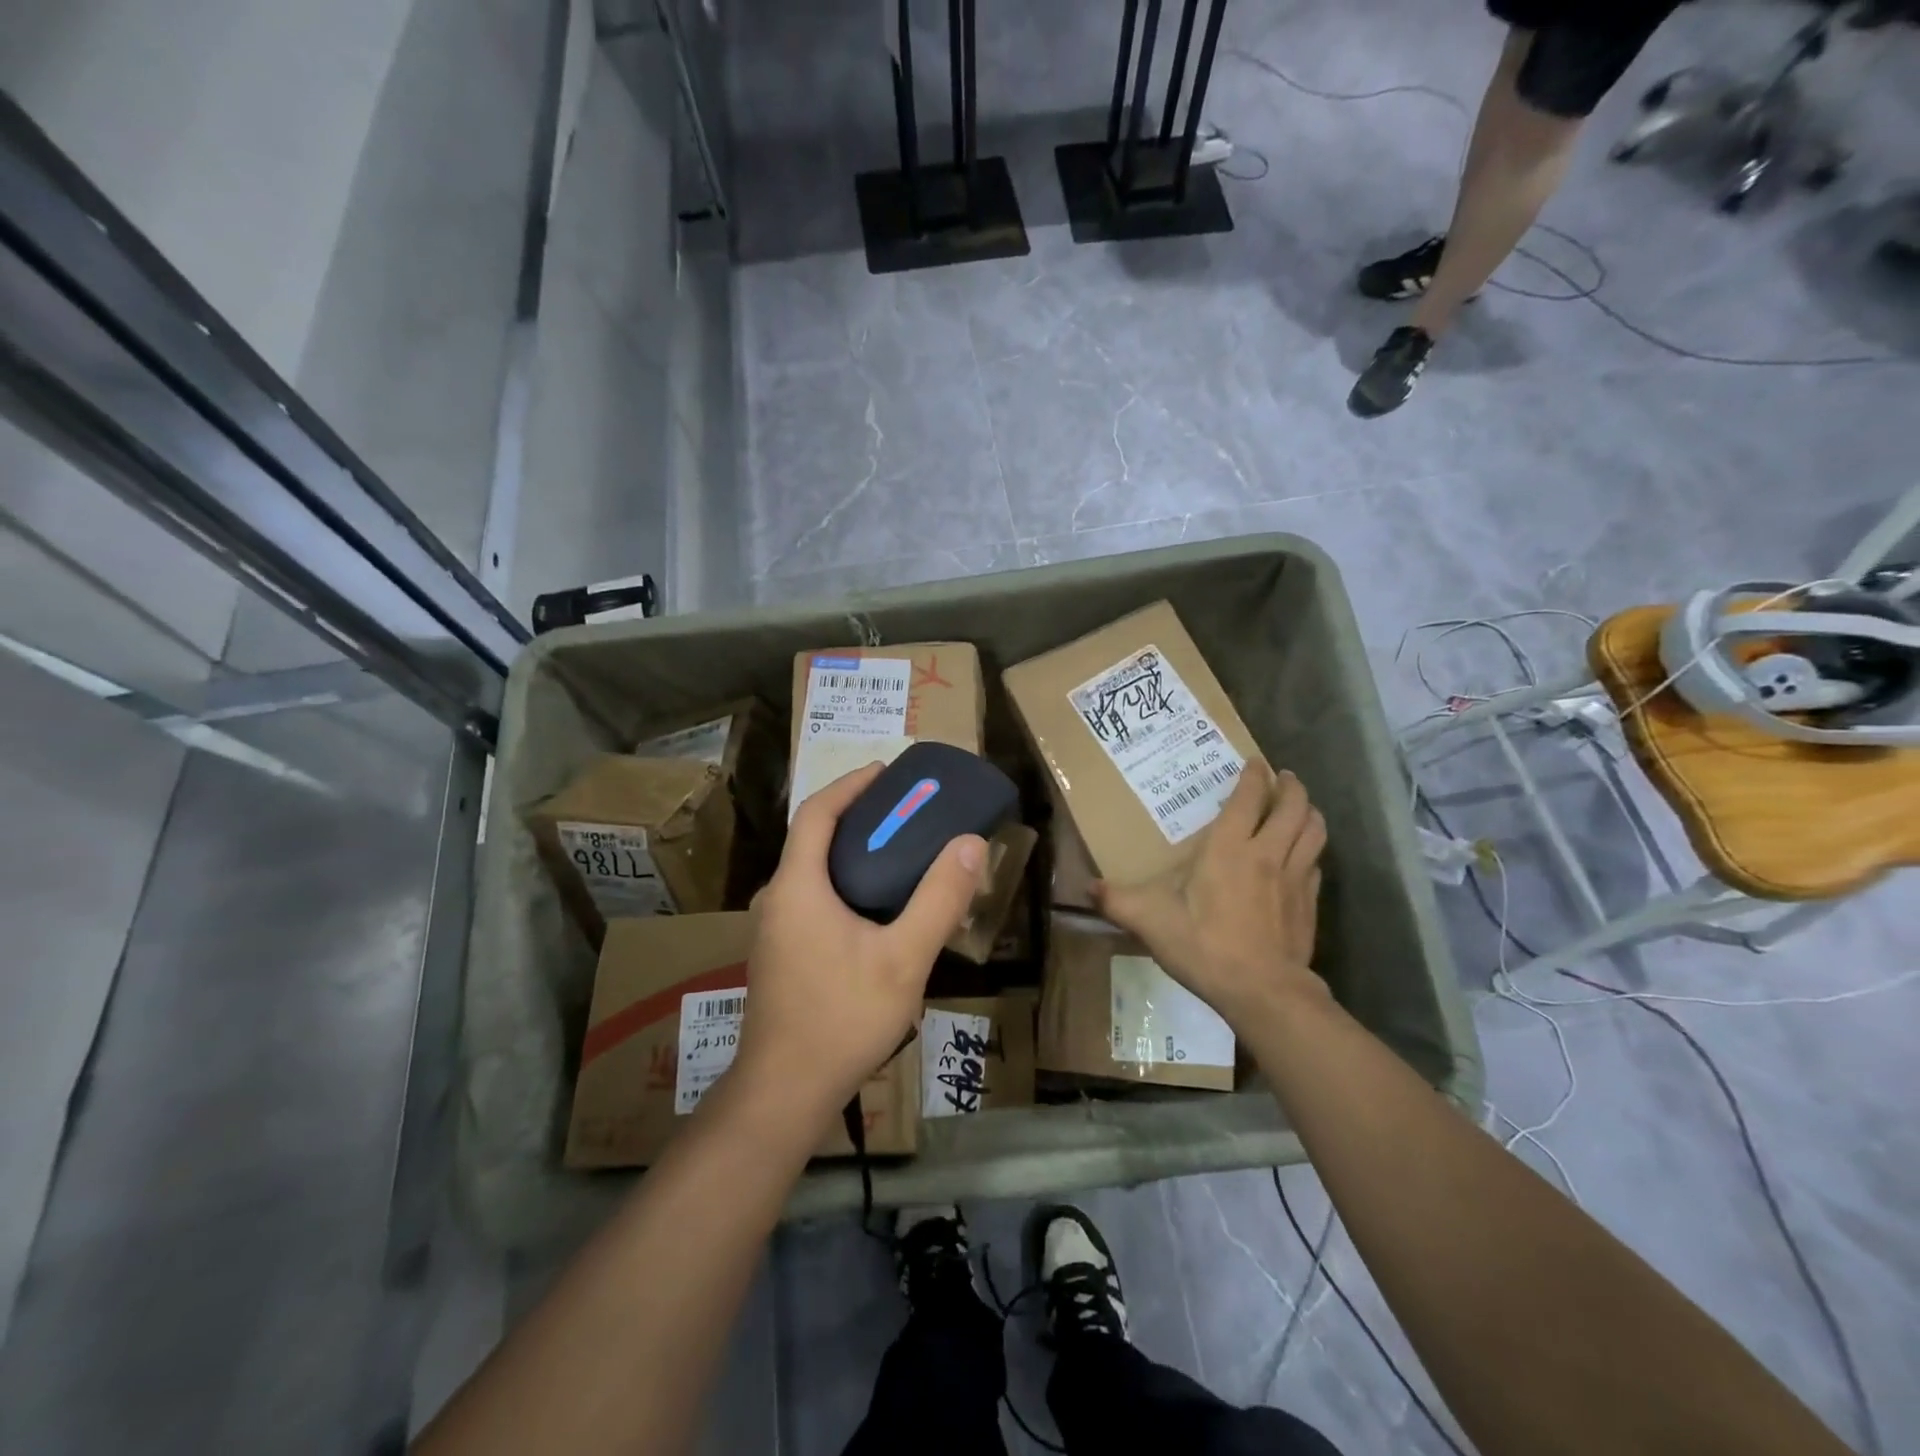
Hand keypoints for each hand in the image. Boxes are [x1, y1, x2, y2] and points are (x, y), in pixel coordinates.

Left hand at [732, 763, 985, 1122]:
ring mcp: (773, 930)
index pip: (816, 813)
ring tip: (898, 854)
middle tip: (904, 812)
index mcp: (797, 887)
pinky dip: (842, 883)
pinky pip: (811, 899)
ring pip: (811, 871)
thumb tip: (970, 843)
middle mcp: (777, 899)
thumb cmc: (843, 1018)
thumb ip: (938, 899)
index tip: (885, 772)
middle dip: (856, 816)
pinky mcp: (780, 955)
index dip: (849, 785)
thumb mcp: (904, 958)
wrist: (785, 1092)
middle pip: (812, 838)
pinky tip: (876, 909)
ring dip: (850, 852)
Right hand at [1094, 761, 1327, 1032]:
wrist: (1263, 992)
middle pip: (1293, 807)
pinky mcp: (1310, 903)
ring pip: (1314, 831)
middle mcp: (1268, 853)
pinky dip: (1311, 850)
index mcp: (1230, 848)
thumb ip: (1117, 901)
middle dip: (1291, 787)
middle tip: (1283, 778)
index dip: (1254, 775)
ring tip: (1301, 807)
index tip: (1254, 762)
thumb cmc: (1205, 947)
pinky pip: (1316, 864)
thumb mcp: (1150, 922)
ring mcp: (1295, 878)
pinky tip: (1302, 857)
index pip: (1249, 798)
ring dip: (1310, 812)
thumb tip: (1087, 888)